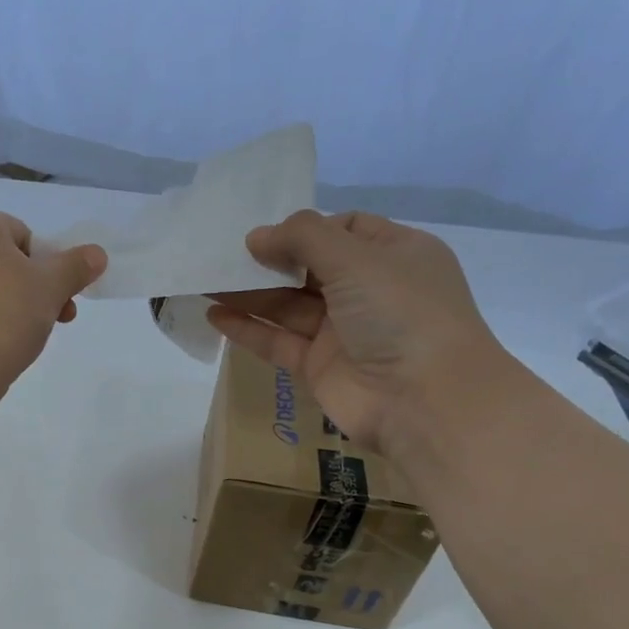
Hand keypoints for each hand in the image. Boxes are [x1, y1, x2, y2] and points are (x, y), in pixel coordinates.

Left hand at [0, 207, 106, 391]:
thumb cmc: (2, 317)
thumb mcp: (50, 287)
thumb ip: (76, 267)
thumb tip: (97, 254)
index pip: (26, 238)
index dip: (47, 269)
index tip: (58, 299)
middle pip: (7, 264)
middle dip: (34, 292)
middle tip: (53, 322)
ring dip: (14, 310)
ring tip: (23, 340)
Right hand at [208, 210, 507, 451]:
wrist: (423, 400)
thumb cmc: (400, 312)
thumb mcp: (357, 258)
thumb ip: (304, 238)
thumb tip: (257, 236)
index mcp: (394, 254)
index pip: (345, 230)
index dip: (305, 228)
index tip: (265, 233)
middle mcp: (369, 290)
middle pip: (309, 268)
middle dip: (268, 260)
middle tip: (223, 255)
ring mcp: (343, 331)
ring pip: (288, 305)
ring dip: (249, 293)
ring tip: (205, 280)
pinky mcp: (319, 366)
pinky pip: (278, 341)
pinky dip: (248, 328)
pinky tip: (214, 315)